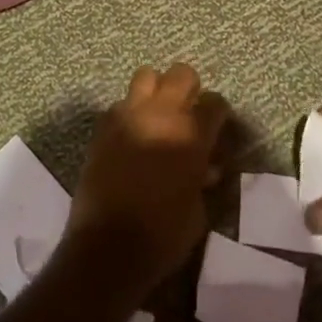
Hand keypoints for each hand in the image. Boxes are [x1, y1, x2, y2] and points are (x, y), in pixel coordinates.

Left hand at [66, 64, 228, 293]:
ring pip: (146, 76)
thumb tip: (205, 167)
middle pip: (181, 74)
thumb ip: (202, 177)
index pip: (215, 102)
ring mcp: (128, 116)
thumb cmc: (163, 235)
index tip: (217, 127)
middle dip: (189, 89)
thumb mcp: (198, 211)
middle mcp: (161, 114)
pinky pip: (120, 104)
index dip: (218, 113)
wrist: (107, 248)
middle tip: (188, 113)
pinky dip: (130, 113)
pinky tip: (131, 136)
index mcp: (191, 135)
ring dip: (156, 91)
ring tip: (157, 116)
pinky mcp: (103, 127)